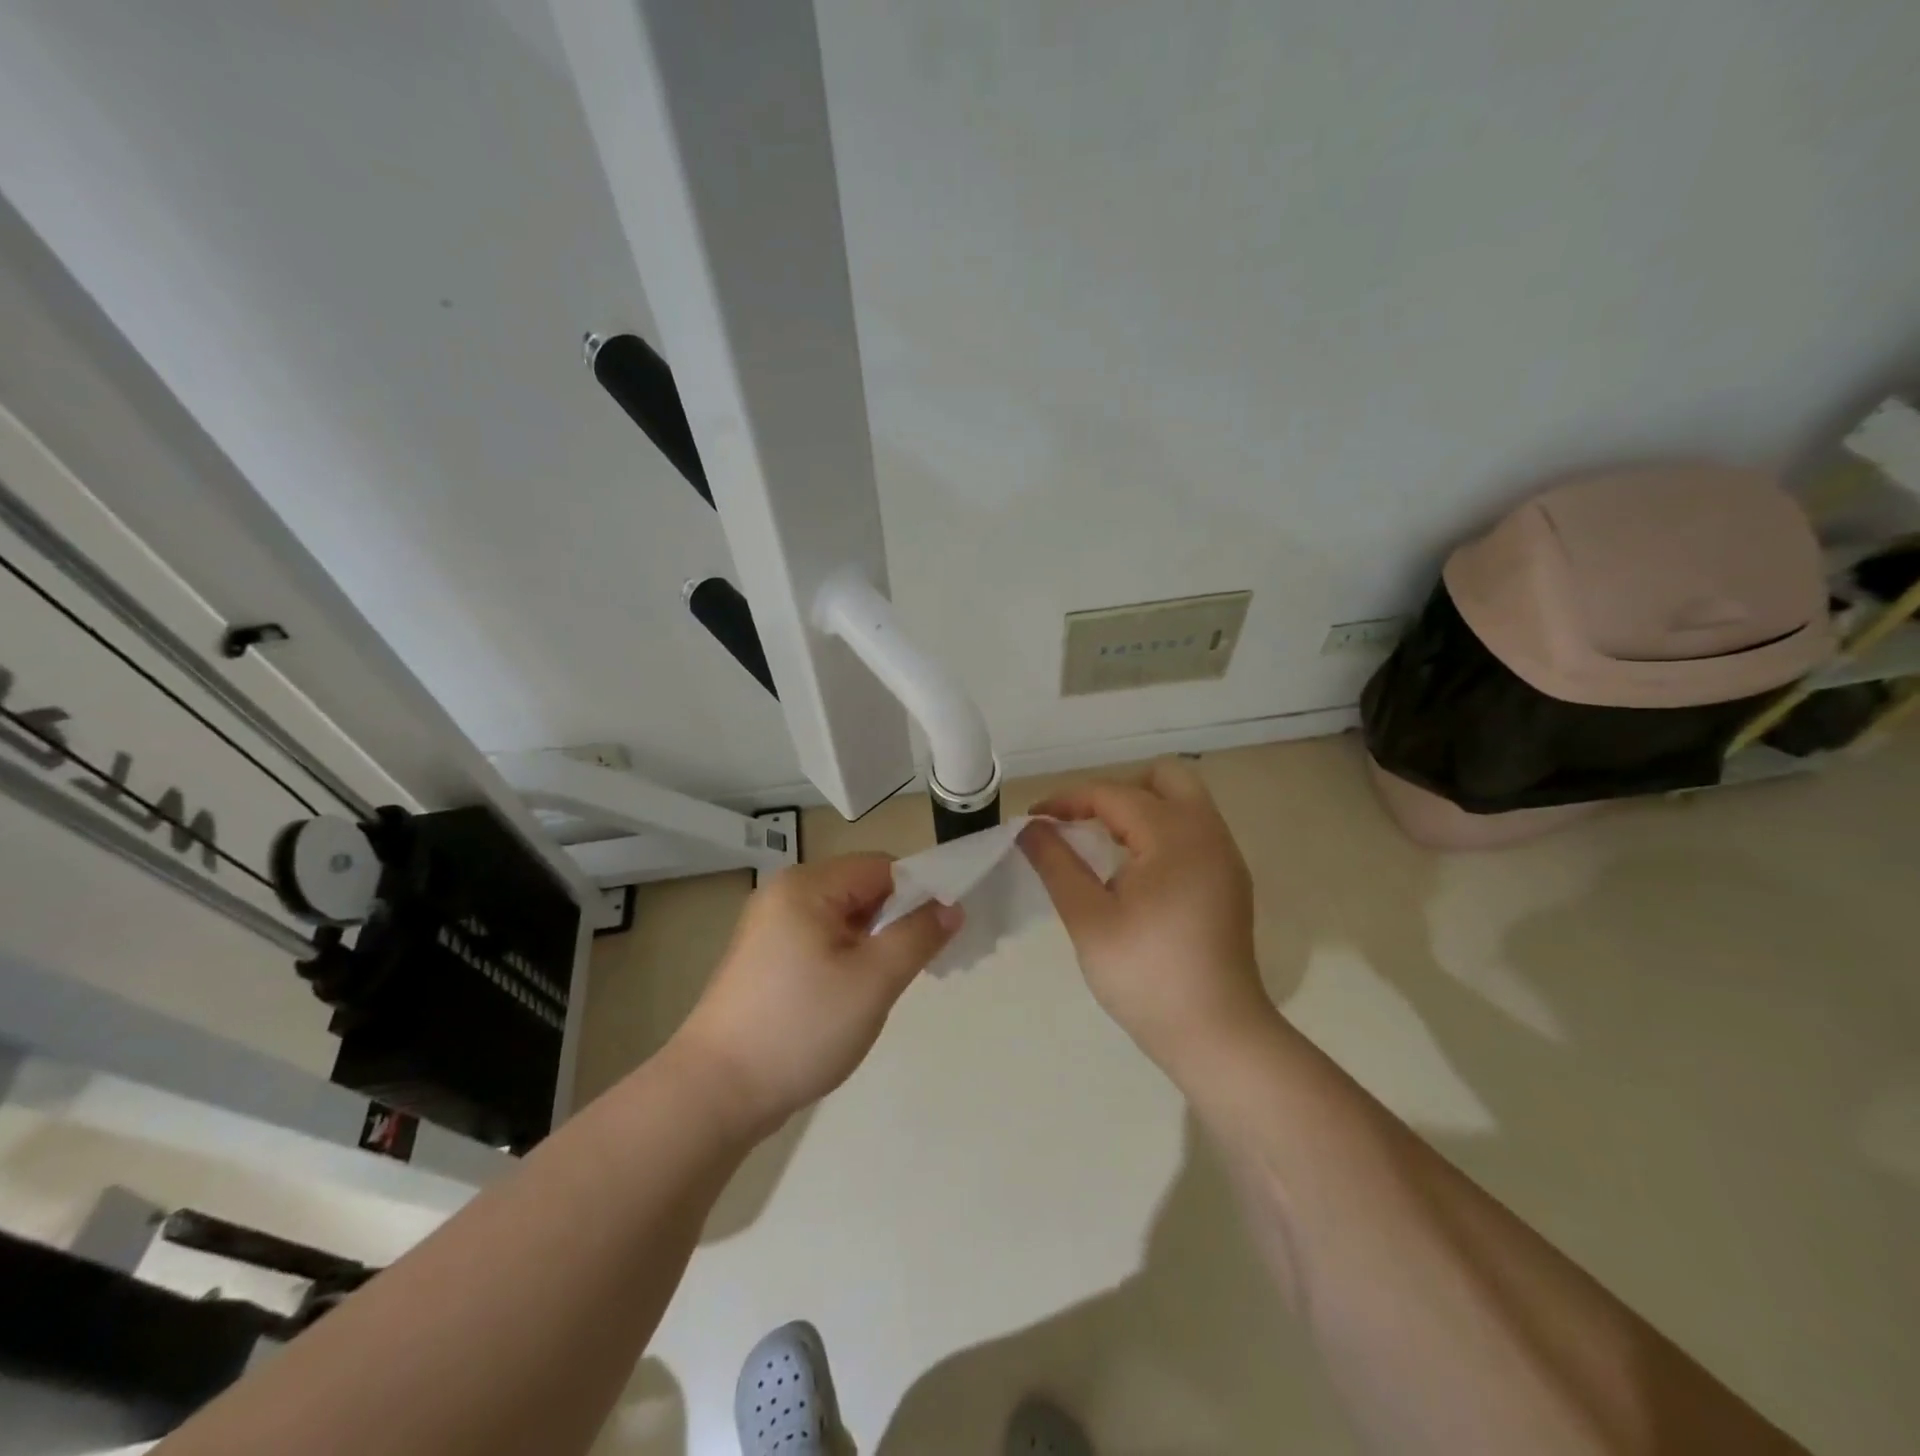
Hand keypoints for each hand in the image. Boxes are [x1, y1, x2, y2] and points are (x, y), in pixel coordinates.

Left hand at [672, 854, 960, 1135]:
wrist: (716, 1093)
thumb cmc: (801, 1026)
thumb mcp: (874, 980)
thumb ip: (919, 935)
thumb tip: (952, 906)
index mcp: (807, 885)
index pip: (882, 867)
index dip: (919, 892)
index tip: (943, 933)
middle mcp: (784, 894)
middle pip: (862, 889)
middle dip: (898, 920)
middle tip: (921, 965)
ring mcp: (770, 928)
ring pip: (844, 919)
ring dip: (874, 943)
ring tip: (888, 985)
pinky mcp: (765, 960)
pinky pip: (821, 941)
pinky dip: (848, 958)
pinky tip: (855, 995)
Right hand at [1020, 760, 1274, 1075]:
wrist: (1216, 1035)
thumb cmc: (1146, 976)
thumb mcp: (1089, 918)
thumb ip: (1057, 863)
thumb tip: (1029, 827)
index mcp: (1174, 835)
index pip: (1112, 794)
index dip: (1067, 800)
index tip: (1034, 821)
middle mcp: (1207, 832)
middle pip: (1163, 777)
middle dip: (1116, 791)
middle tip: (1083, 826)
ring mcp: (1225, 856)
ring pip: (1183, 801)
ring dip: (1140, 809)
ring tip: (1104, 846)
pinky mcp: (1230, 880)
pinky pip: (1193, 830)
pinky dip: (1161, 831)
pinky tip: (1136, 872)